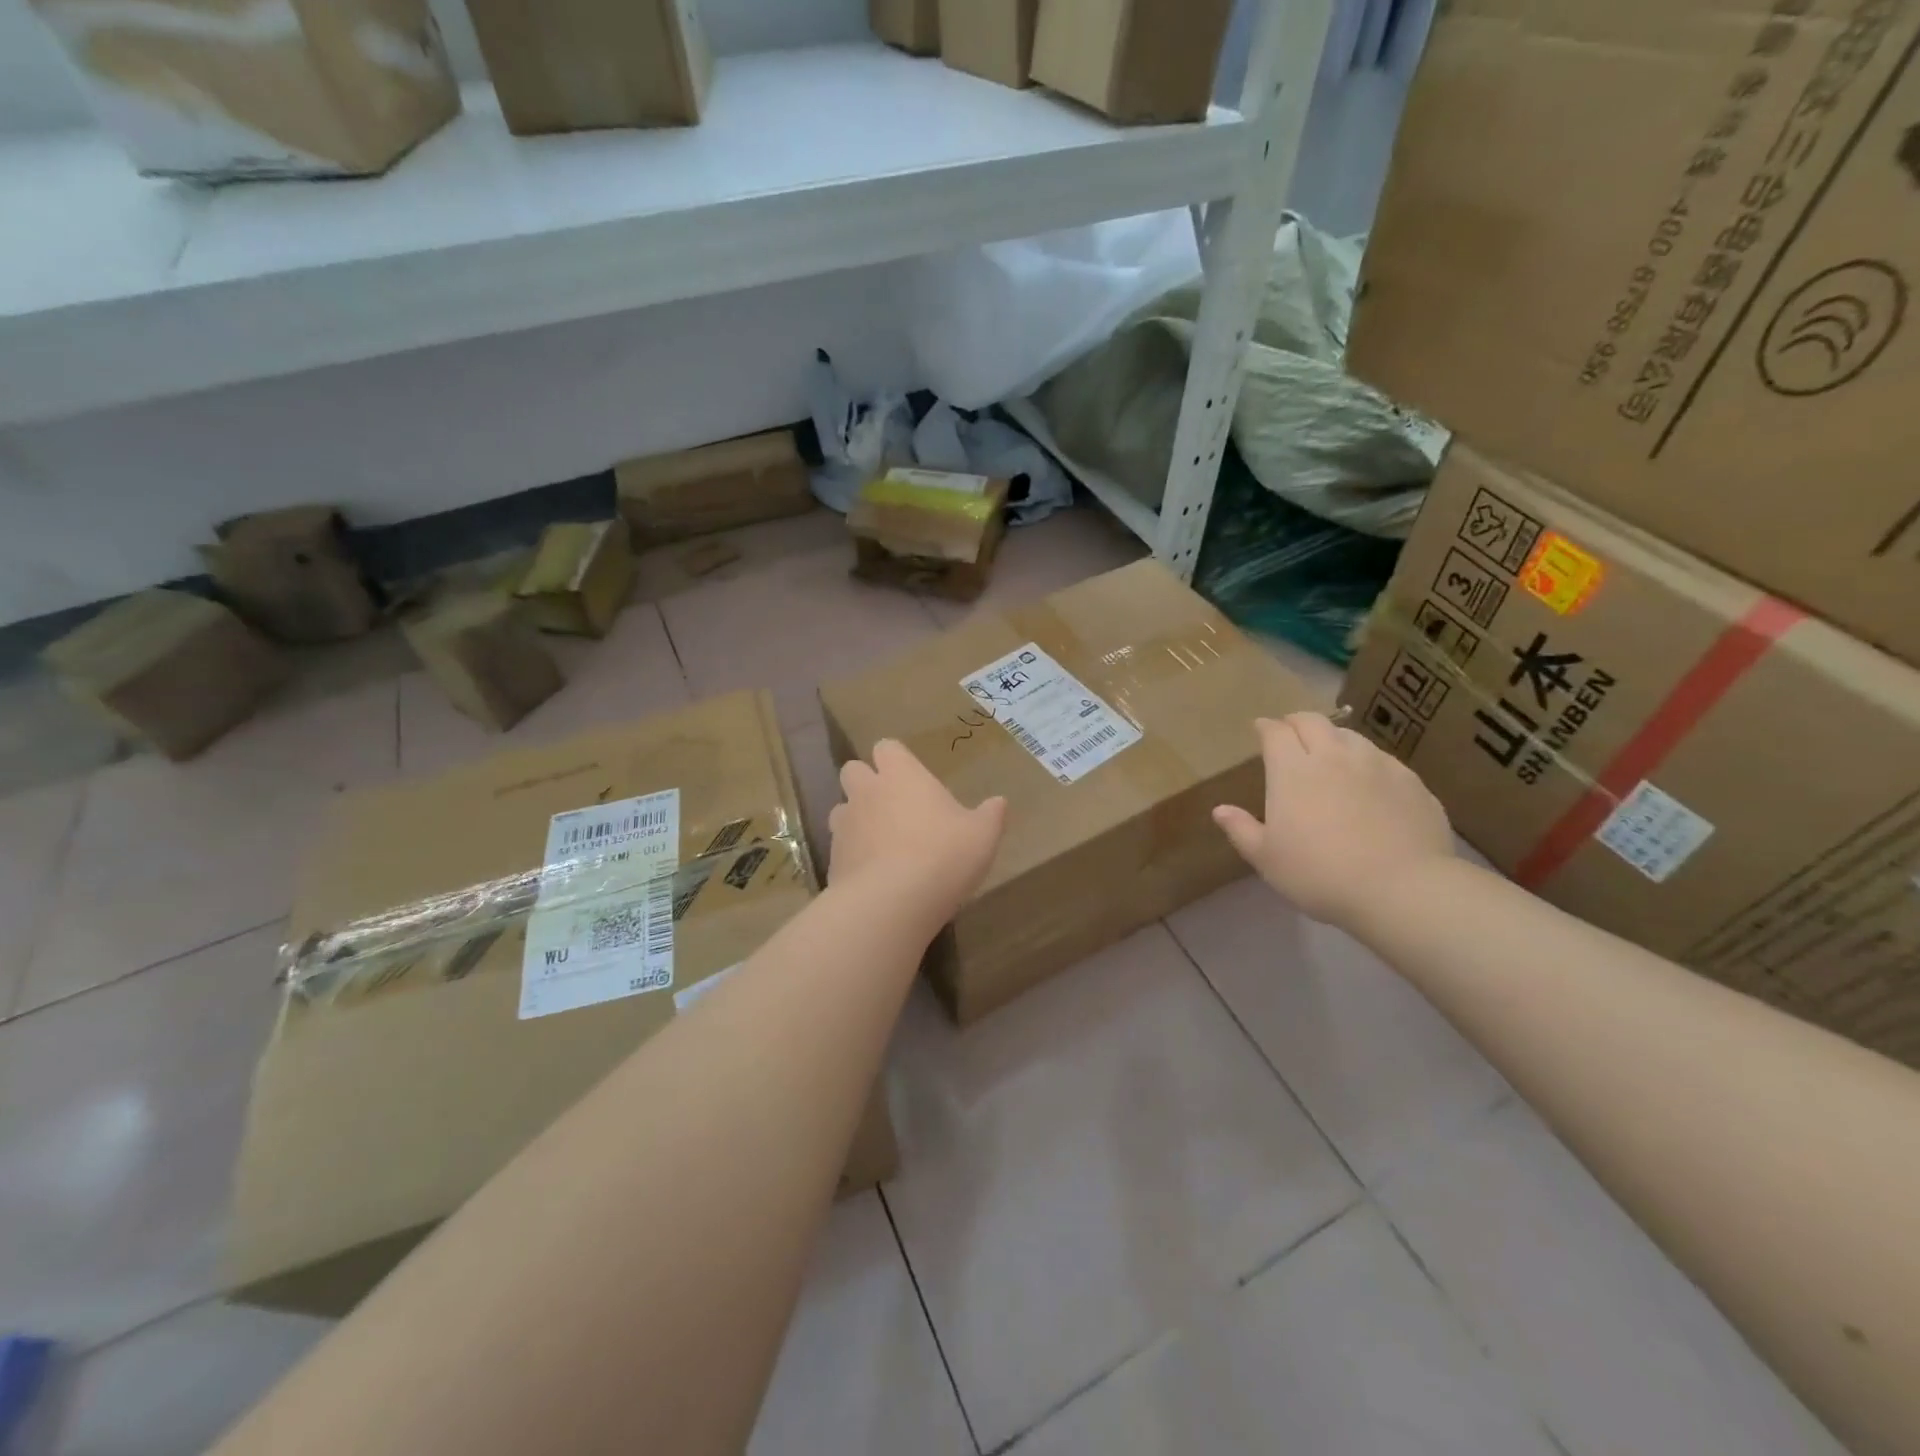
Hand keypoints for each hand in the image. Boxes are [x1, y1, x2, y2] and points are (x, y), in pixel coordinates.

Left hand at [829, 739, 1006, 929]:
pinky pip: (840, 847)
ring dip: (856, 818)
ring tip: (880, 841)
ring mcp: (844, 825)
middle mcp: (867, 792)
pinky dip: (853, 854)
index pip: (887, 747)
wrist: (891, 903)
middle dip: (867, 782)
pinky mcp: (832, 859)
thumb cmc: (943, 855)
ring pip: (841, 809)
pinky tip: (873, 875)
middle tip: (893, 805)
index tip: (911, 776)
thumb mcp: (982, 835)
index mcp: (901, 775)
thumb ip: (991, 815)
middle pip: (853, 770)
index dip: (896, 759)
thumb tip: (999, 802)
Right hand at [1212, 713, 1454, 928]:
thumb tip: (1219, 810)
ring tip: (1330, 755)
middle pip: (1313, 721)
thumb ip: (1241, 829)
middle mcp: (1333, 755)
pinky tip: (1369, 783)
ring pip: (1350, 736)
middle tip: (1291, 733)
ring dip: (1333, 738)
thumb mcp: (1267, 859)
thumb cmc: (1319, 874)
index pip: (1276, 732)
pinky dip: (1367, 762)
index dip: (1266, 727)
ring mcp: (1377, 764)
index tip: (1260, 730)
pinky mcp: (1410, 781)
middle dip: (1296, 722)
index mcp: (1292, 770)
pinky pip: (1383, 759)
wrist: (1401, 889)